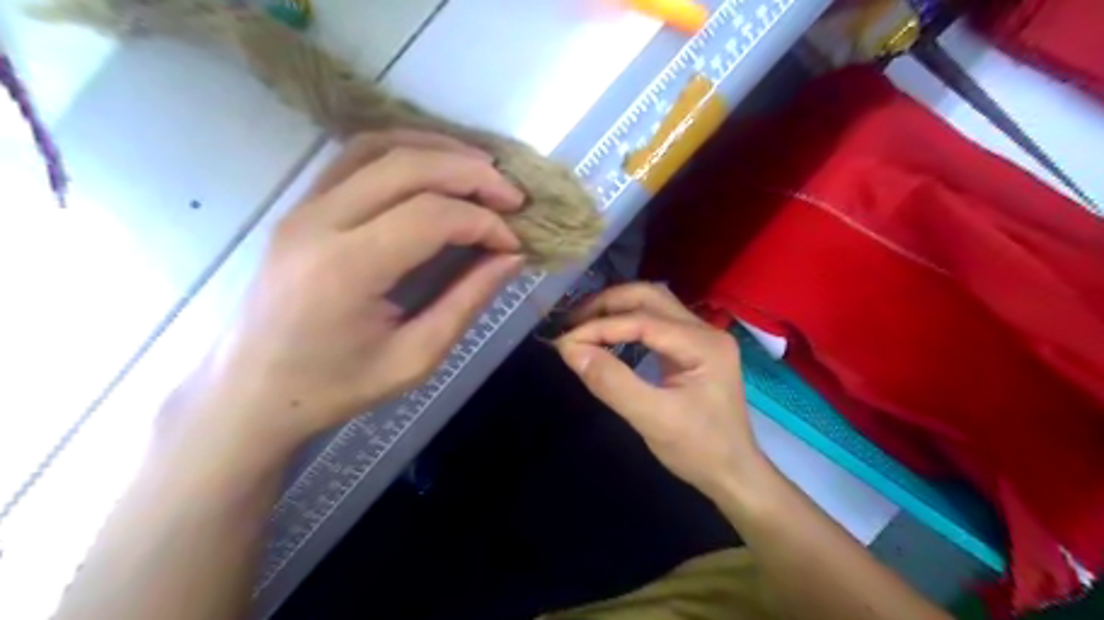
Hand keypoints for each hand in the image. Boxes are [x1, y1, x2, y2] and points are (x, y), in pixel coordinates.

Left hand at [174, 132, 526, 454]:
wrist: (251, 391)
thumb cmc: (335, 386)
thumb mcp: (415, 358)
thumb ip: (466, 301)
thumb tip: (511, 257)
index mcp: (346, 268)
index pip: (431, 216)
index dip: (484, 222)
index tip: (514, 243)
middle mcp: (320, 222)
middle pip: (408, 166)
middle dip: (472, 174)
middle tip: (513, 196)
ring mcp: (303, 206)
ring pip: (379, 147)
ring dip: (439, 151)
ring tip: (482, 171)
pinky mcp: (301, 205)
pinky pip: (356, 156)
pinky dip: (405, 151)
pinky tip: (436, 167)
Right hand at [558, 286, 764, 499]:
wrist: (734, 474)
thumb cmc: (699, 450)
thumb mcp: (652, 419)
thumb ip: (612, 382)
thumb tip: (571, 350)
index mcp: (704, 344)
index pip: (643, 320)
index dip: (600, 327)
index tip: (565, 342)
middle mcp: (706, 330)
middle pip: (650, 297)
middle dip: (607, 305)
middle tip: (571, 323)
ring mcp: (702, 337)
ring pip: (653, 304)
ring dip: (616, 308)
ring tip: (584, 323)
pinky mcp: (693, 348)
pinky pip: (656, 321)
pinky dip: (627, 322)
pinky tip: (608, 334)